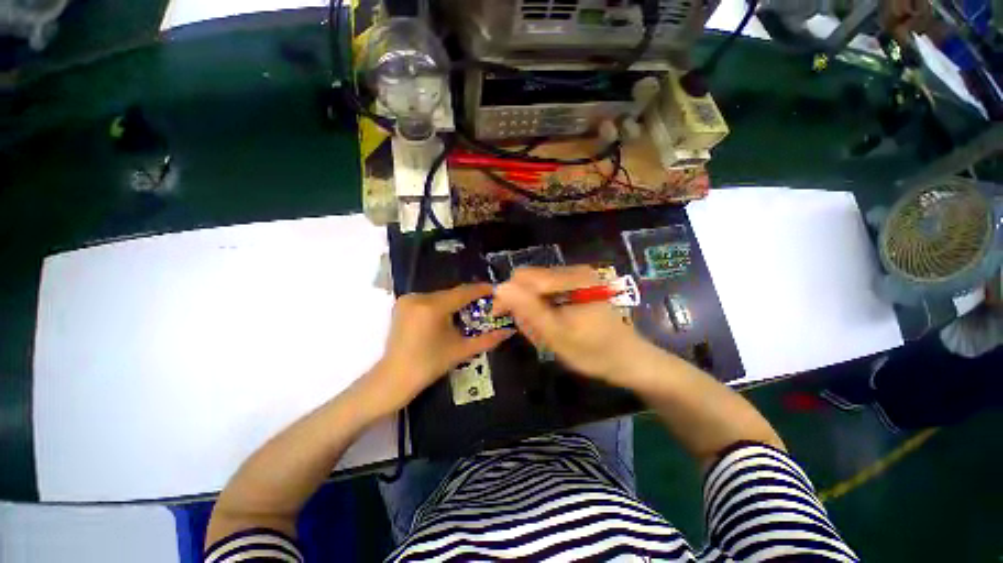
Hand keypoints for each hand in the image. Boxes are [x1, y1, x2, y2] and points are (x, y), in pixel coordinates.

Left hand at [367, 284, 514, 412]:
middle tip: (484, 304)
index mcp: (433, 307)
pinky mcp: (402, 305)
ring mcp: (408, 300)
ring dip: (454, 302)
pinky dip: (441, 305)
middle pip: (451, 293)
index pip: (463, 292)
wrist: (393, 378)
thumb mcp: (461, 350)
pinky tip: (447, 315)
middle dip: (468, 298)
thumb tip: (509, 331)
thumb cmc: (429, 365)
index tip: (494, 289)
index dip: (480, 290)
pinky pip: (428, 300)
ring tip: (468, 311)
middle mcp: (419, 297)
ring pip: (440, 296)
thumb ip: (487, 339)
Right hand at [494, 266, 648, 385]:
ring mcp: (577, 276)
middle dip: (523, 304)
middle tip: (532, 331)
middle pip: (530, 279)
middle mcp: (574, 270)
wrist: (628, 359)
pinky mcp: (577, 283)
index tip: (501, 317)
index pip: (524, 277)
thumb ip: (529, 310)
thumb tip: (500, 287)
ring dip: (533, 308)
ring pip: (536, 286)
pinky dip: (543, 307)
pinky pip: (547, 290)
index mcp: (573, 278)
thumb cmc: (594, 352)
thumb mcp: (557, 334)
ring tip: (544, 330)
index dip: (508, 296)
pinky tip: (553, 323)